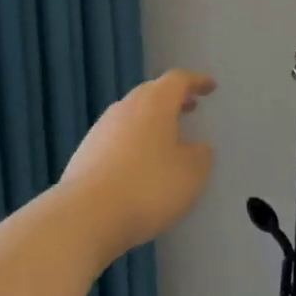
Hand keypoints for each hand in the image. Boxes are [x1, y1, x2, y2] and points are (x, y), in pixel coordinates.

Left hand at [58, 69, 215, 259]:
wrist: (86, 215)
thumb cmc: (148, 187)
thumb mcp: (191, 173)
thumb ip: (200, 155)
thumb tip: (196, 147)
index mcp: (154, 104)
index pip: (177, 80)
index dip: (196, 81)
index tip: (210, 87)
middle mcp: (124, 108)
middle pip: (150, 93)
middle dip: (172, 99)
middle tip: (190, 107)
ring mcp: (100, 130)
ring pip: (131, 116)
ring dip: (151, 121)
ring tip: (167, 138)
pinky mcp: (85, 154)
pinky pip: (116, 138)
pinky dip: (133, 142)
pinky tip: (139, 164)